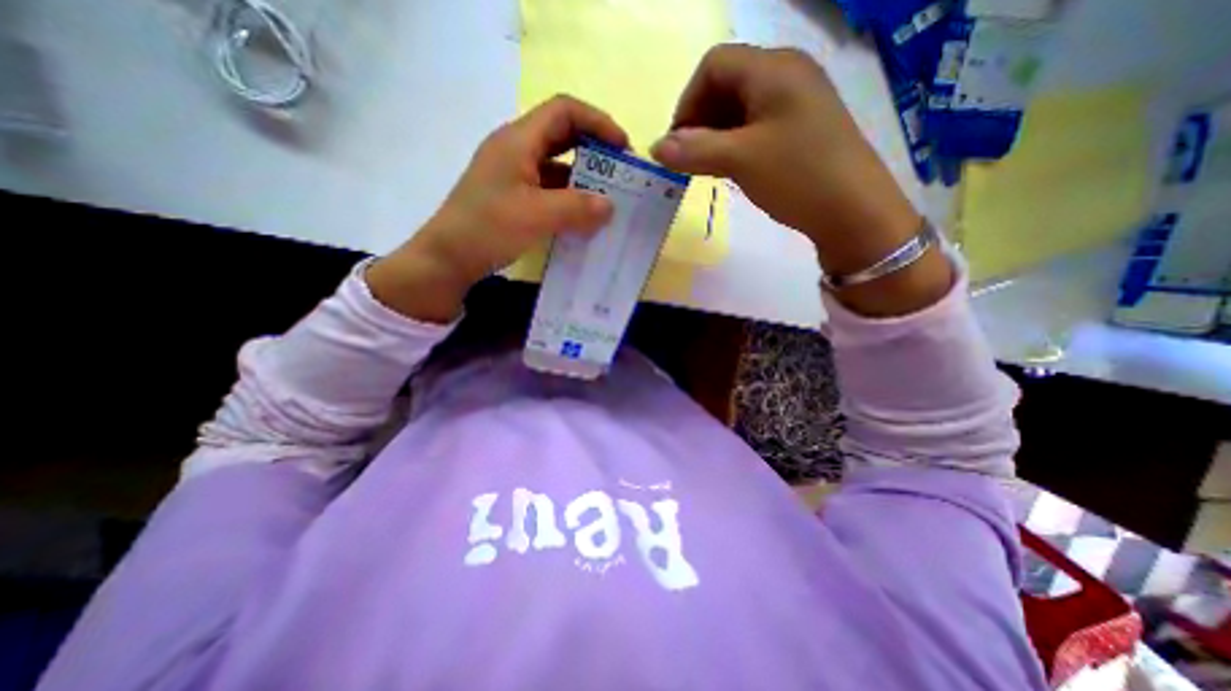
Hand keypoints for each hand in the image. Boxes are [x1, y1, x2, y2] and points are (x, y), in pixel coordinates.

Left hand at [366, 94, 628, 324]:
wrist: (447, 259)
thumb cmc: (487, 229)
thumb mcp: (536, 216)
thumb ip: (576, 207)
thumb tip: (610, 205)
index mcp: (518, 141)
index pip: (564, 111)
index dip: (598, 122)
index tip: (623, 148)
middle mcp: (516, 151)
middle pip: (562, 135)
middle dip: (595, 151)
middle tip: (619, 174)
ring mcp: (514, 175)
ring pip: (557, 166)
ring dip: (583, 179)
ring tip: (607, 201)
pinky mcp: (514, 198)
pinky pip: (549, 190)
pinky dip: (569, 200)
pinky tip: (583, 219)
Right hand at [653, 46, 949, 314]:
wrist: (853, 210)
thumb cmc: (796, 175)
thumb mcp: (740, 160)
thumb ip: (694, 150)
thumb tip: (655, 148)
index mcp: (773, 68)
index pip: (713, 65)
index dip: (687, 101)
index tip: (678, 143)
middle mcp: (786, 74)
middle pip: (727, 83)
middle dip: (700, 120)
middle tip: (691, 159)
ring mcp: (797, 101)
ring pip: (741, 107)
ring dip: (716, 135)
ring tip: (709, 168)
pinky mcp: (801, 127)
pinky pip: (757, 125)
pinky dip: (736, 143)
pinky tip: (732, 168)